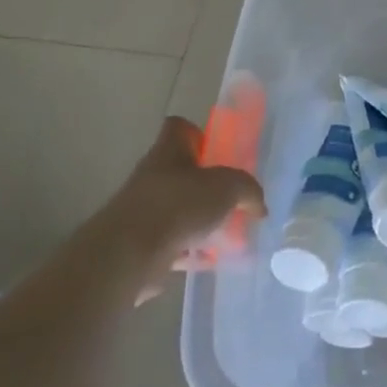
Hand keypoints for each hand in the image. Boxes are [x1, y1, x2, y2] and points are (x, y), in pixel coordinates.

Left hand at [93, 117, 265, 303]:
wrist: (128, 256)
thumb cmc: (178, 205)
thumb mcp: (228, 187)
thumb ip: (248, 190)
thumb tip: (259, 206)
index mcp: (168, 152)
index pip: (178, 127)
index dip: (198, 133)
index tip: (217, 150)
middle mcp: (152, 177)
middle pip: (182, 172)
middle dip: (208, 185)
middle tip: (233, 196)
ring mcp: (144, 212)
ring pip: (179, 210)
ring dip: (201, 220)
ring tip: (229, 232)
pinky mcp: (142, 246)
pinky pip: (174, 244)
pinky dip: (192, 251)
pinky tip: (212, 259)